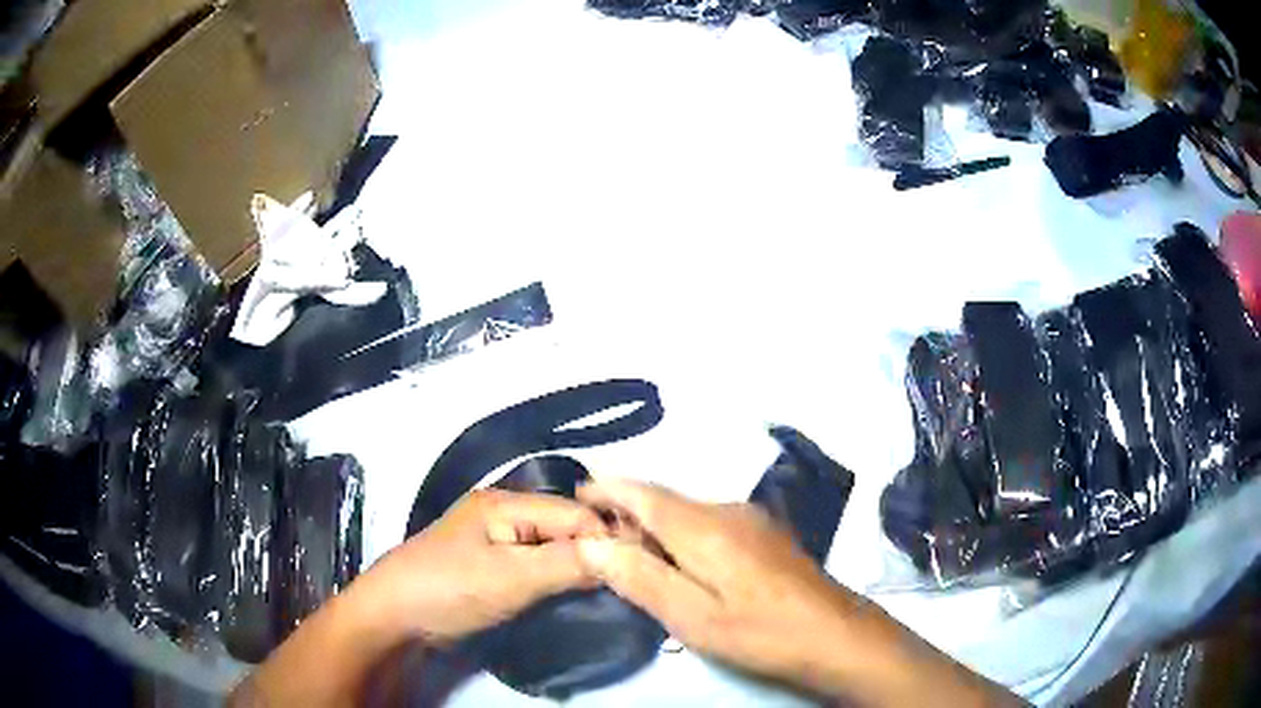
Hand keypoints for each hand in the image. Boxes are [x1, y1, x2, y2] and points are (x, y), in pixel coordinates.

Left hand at [362, 489, 605, 644]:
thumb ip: (567, 564)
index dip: (608, 538)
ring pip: (552, 546)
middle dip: (595, 551)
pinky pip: (536, 564)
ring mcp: (494, 540)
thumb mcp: (511, 578)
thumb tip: (623, 553)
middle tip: (629, 581)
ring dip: (578, 566)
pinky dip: (557, 576)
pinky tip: (574, 592)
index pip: (575, 513)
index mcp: (505, 503)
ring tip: (609, 589)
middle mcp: (502, 513)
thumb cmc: (448, 590)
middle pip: (565, 527)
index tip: (640, 568)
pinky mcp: (490, 566)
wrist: (393, 619)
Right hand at [576, 479, 863, 690]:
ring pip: (688, 512)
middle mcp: (727, 510)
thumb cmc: (759, 632)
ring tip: (633, 554)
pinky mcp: (766, 535)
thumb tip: (590, 543)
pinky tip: (683, 563)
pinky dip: (682, 534)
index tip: (577, 495)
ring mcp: (752, 520)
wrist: (835, 634)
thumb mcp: (691, 616)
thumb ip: (639, 577)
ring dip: (655, 524)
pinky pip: (710, 523)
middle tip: (598, 540)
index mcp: (703, 526)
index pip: (643, 492)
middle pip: (665, 500)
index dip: (607, 489)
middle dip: (627, 511)